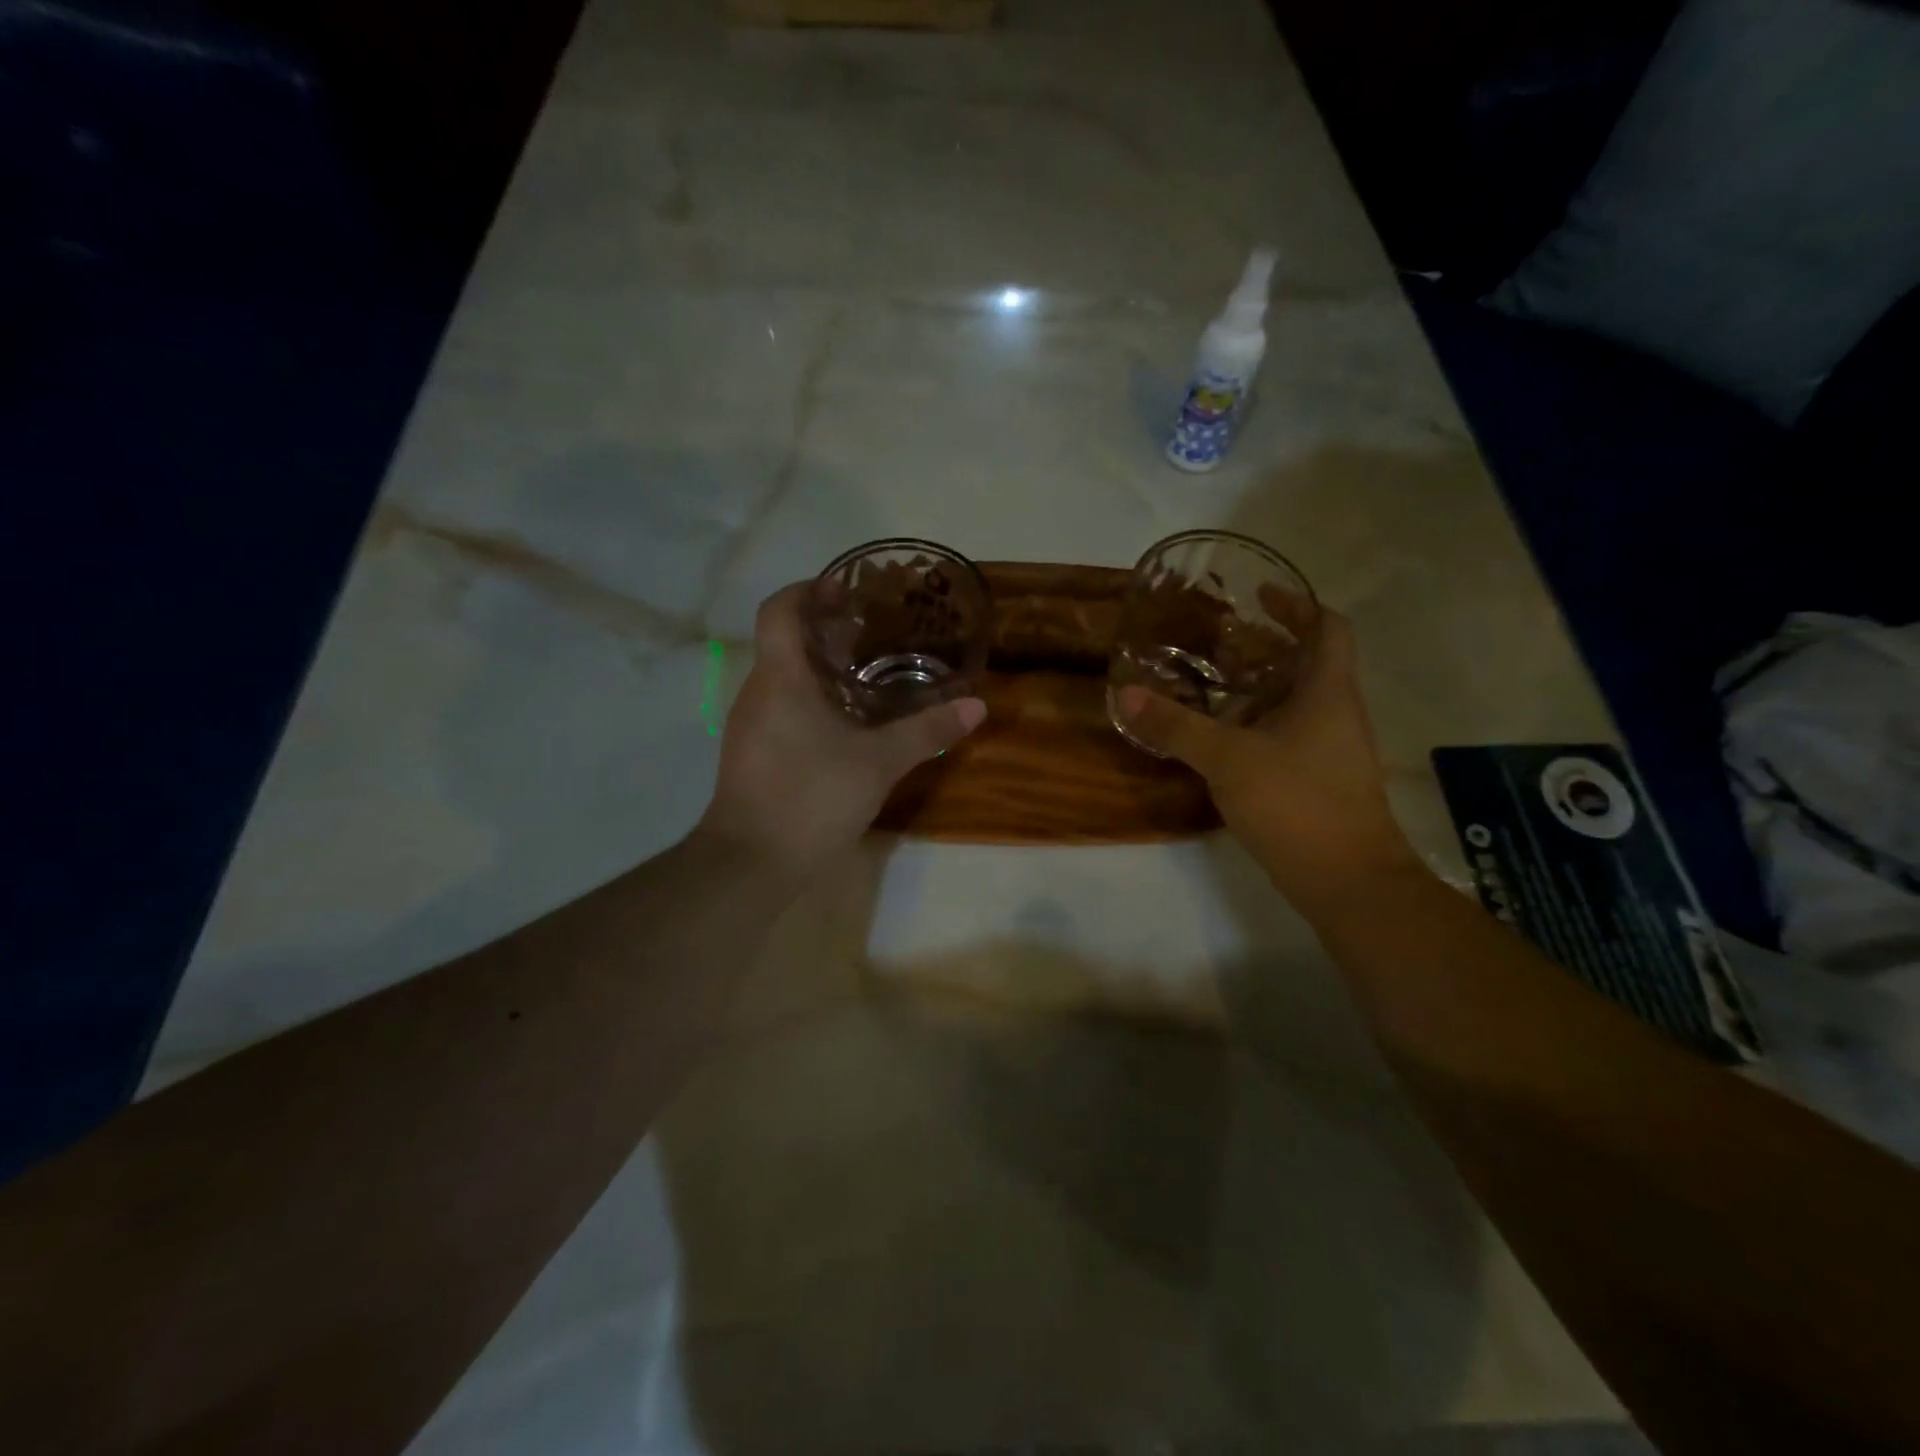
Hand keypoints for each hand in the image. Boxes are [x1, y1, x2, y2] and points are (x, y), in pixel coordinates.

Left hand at [698, 583, 986, 874]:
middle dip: (826, 630)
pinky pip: (781, 708)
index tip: (845, 591)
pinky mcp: (752, 753)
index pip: (779, 609)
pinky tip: (846, 723)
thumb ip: (927, 732)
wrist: (750, 865)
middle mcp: (757, 692)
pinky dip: (811, 700)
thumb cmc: (811, 798)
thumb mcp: (878, 763)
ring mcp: (750, 725)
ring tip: (868, 674)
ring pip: (783, 678)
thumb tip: (977, 707)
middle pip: (785, 641)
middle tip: (875, 633)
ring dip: (820, 668)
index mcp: (781, 678)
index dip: (808, 589)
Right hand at [1115, 608, 1417, 910]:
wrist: (1347, 880)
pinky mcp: (1319, 778)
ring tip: (1211, 682)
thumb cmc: (1297, 803)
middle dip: (1266, 645)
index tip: (1258, 596)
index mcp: (1327, 691)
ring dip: (1260, 685)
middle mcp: (1337, 712)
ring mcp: (1331, 748)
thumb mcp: (1227, 759)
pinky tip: (1223, 736)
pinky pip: (1289, 732)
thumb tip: (1126, 692)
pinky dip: (1259, 722)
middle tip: (1216, 640)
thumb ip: (1176, 726)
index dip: (1298, 604)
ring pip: (1297, 700)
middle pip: (1309, 661)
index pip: (1328, 627)